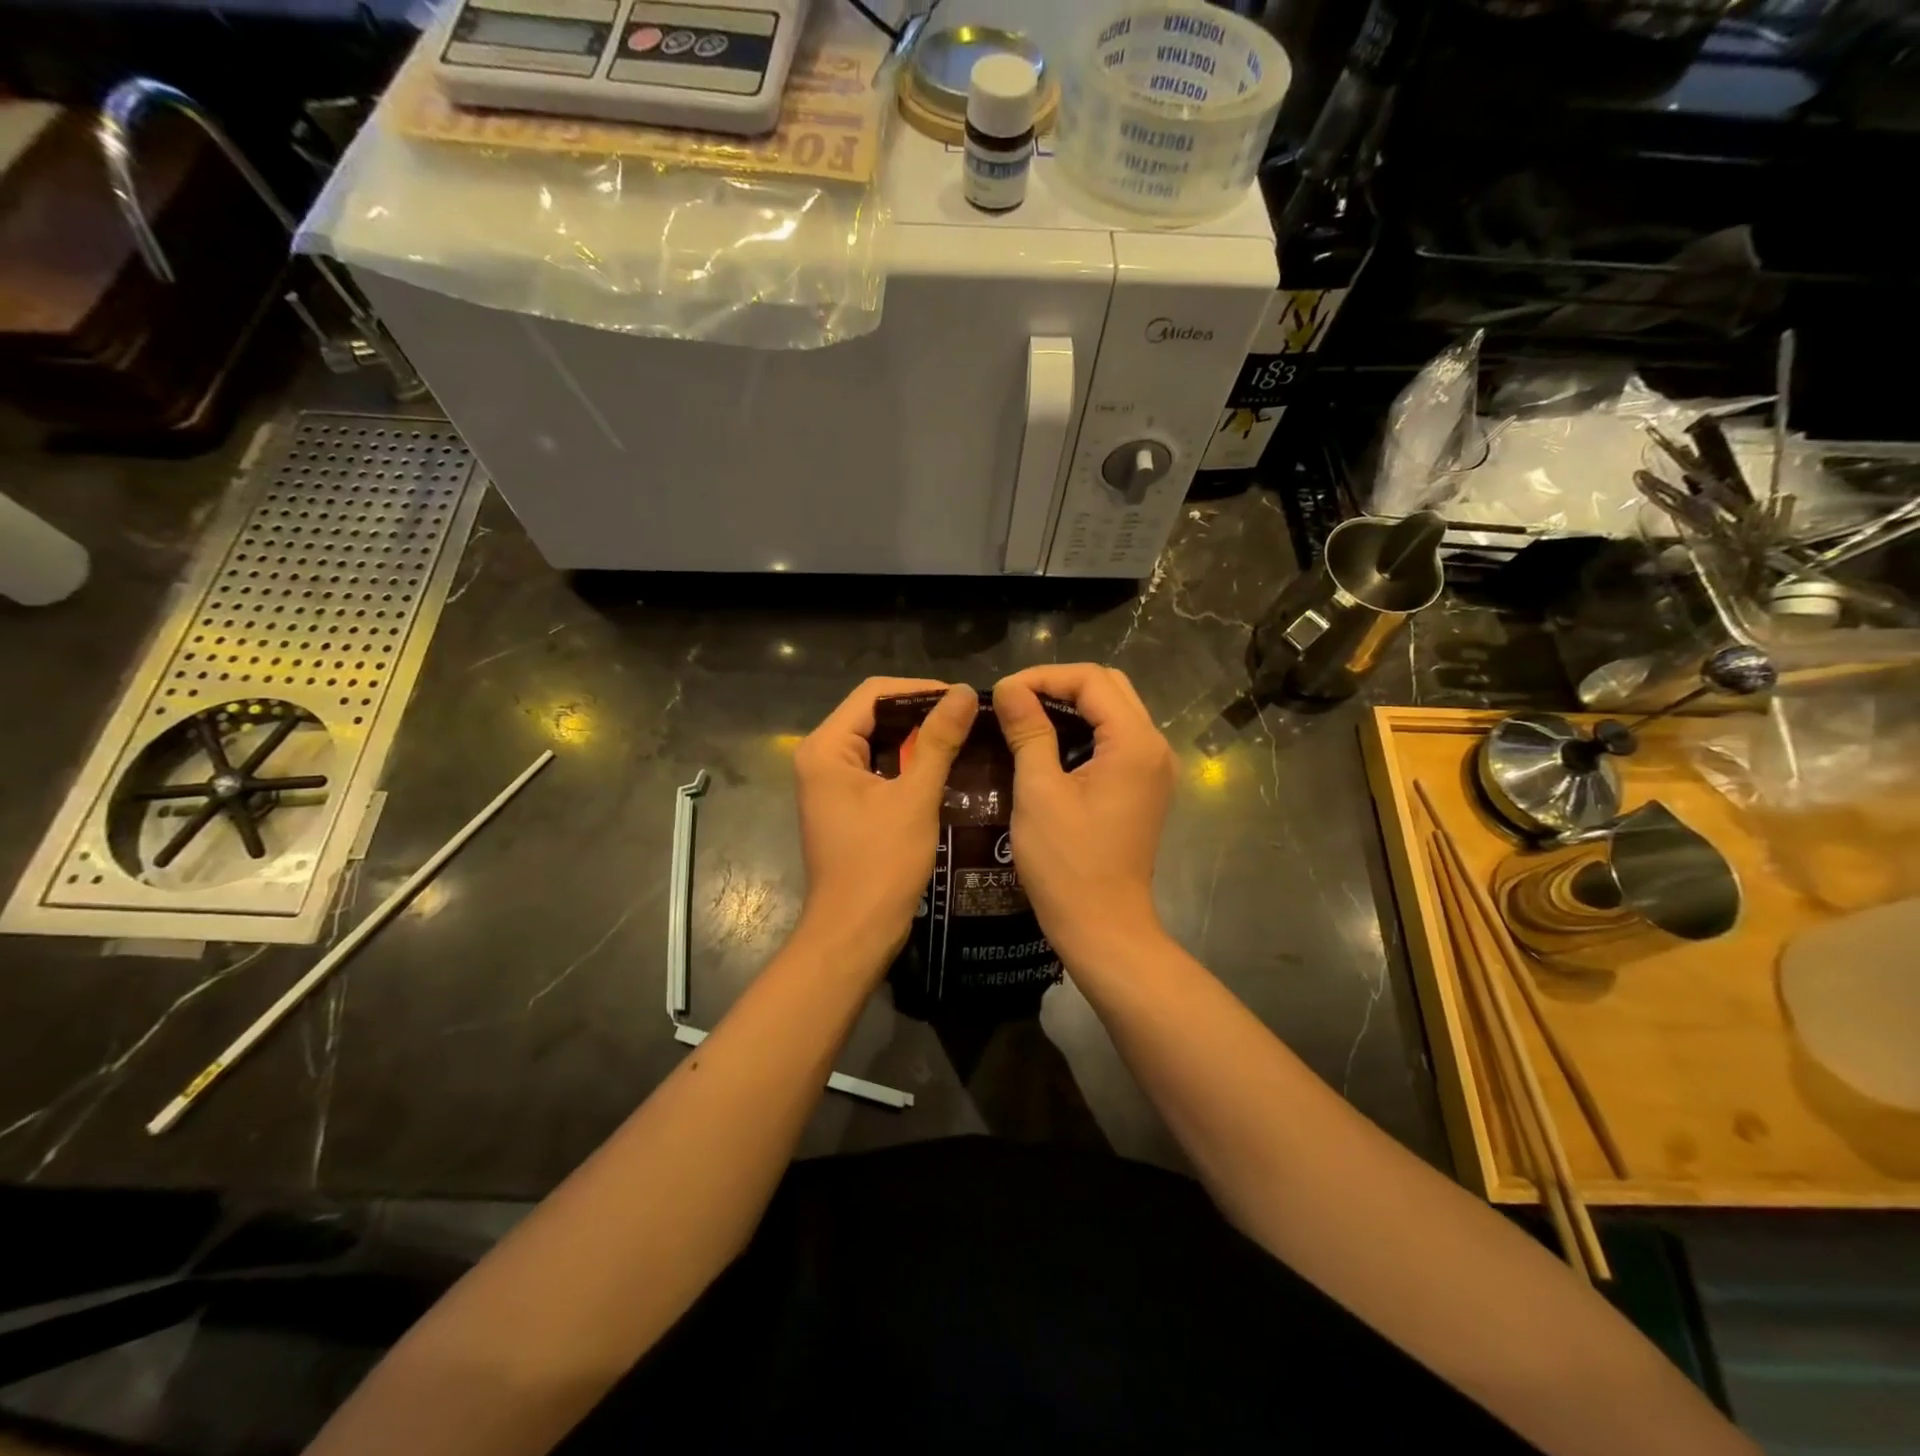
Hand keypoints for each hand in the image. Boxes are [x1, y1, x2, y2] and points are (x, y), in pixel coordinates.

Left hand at [792, 677, 977, 968]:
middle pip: (875, 715)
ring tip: (965, 738)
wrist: (854, 933)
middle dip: (922, 714)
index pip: (874, 693)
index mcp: (826, 748)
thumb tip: (965, 693)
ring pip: (879, 742)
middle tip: (970, 719)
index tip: (965, 700)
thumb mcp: (914, 798)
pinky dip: (909, 765)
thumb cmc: (881, 864)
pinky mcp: (846, 805)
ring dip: (918, 739)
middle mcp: (822, 758)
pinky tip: (946, 768)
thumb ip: (938, 741)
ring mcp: (831, 783)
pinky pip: (879, 769)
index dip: (921, 690)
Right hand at [992, 665, 1176, 967]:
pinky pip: (1117, 738)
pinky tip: (1051, 745)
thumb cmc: (1067, 862)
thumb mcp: (1038, 792)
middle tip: (1014, 702)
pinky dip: (1085, 730)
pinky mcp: (1146, 787)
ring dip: (1072, 706)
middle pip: (1109, 687)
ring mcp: (1155, 768)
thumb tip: (1009, 688)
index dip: (1043, 676)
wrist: (1103, 926)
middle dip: (1059, 685)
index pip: (1091, 680)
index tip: (1002, 693)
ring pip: (1115, 710)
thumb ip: (1028, 732)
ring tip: (1027, 717)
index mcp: (1134, 743)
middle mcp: (1155, 747)